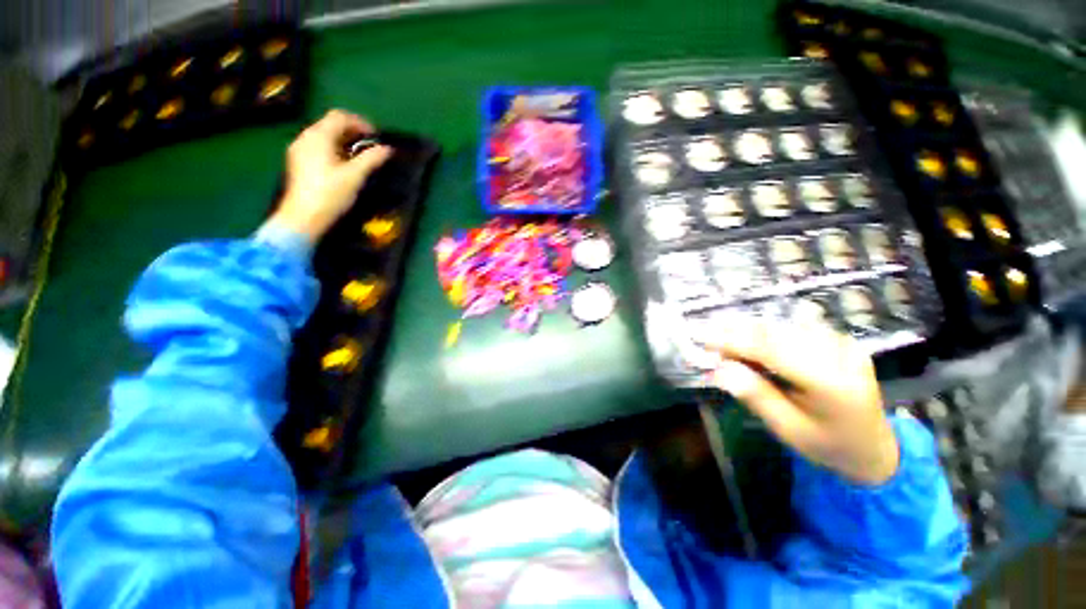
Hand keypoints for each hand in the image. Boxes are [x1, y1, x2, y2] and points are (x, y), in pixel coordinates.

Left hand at [269, 109, 392, 242]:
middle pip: (331, 124)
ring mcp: (300, 149)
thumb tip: (387, 149)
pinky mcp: (299, 161)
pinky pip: (319, 146)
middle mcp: (306, 137)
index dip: (361, 122)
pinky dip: (334, 148)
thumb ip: (371, 159)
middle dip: (353, 131)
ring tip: (361, 156)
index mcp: (318, 136)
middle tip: (371, 146)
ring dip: (344, 140)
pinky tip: (344, 164)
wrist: (303, 217)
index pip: (340, 116)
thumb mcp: (355, 176)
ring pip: (325, 135)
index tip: (377, 136)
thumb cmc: (330, 194)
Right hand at [703, 319, 898, 484]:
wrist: (874, 448)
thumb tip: (720, 369)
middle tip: (707, 341)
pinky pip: (796, 329)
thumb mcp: (787, 429)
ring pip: (784, 327)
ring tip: (726, 344)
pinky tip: (754, 345)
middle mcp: (842, 355)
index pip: (773, 351)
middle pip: (777, 333)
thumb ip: (755, 395)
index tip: (700, 337)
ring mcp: (845, 344)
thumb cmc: (827, 445)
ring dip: (749, 332)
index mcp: (832, 384)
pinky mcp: (842, 340)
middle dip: (736, 334)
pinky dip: (768, 334)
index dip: (733, 340)